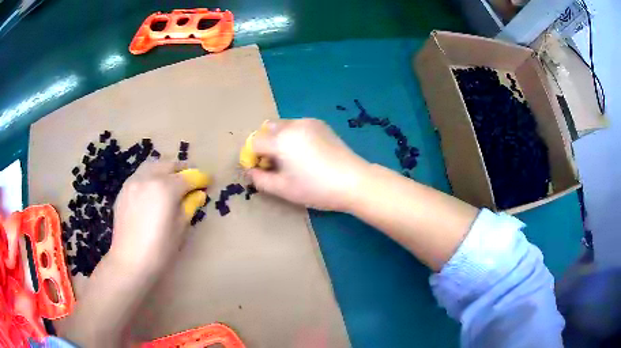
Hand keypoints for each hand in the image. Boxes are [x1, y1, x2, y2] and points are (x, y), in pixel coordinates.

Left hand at [110, 160, 207, 272]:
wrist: (130, 262)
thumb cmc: (160, 249)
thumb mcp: (180, 229)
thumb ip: (189, 206)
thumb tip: (198, 194)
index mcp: (165, 188)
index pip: (188, 177)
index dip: (201, 178)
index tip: (208, 181)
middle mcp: (148, 178)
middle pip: (169, 164)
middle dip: (182, 170)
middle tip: (191, 180)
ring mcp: (133, 182)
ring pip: (152, 165)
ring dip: (165, 169)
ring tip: (171, 181)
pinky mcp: (123, 191)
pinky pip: (140, 176)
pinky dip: (150, 177)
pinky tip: (153, 191)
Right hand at [248, 119, 368, 210]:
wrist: (354, 181)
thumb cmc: (316, 188)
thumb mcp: (283, 189)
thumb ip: (260, 179)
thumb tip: (251, 170)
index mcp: (280, 140)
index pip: (254, 142)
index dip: (252, 157)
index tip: (260, 170)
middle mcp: (292, 124)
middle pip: (266, 129)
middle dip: (264, 144)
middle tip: (274, 164)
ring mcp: (308, 121)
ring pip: (282, 125)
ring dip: (278, 139)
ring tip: (290, 159)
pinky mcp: (320, 124)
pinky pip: (297, 125)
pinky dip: (293, 135)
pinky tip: (305, 152)